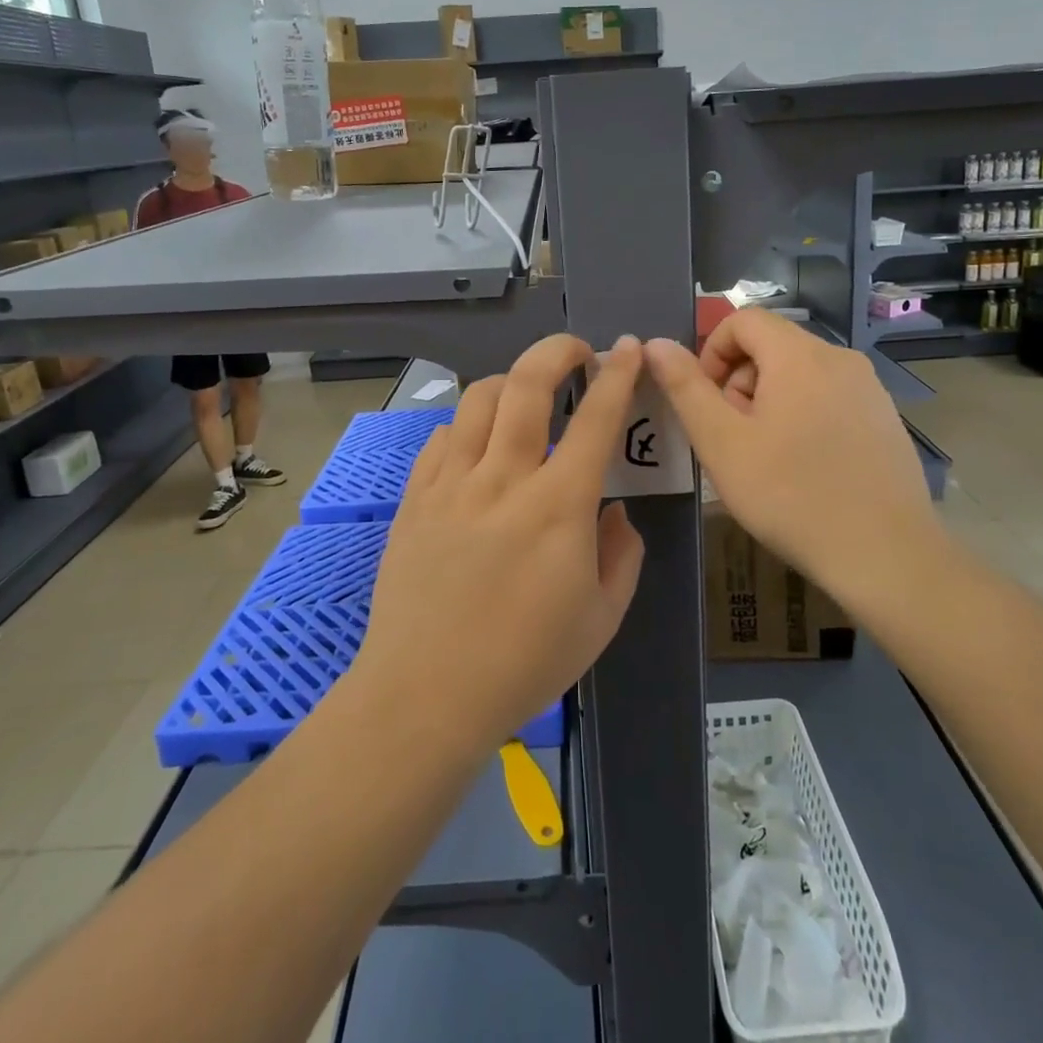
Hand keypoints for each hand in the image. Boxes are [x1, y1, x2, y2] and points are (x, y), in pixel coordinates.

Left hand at [354, 334, 645, 758]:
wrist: (426, 695)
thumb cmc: (524, 662)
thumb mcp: (601, 618)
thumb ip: (621, 554)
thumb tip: (612, 511)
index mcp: (558, 505)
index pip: (595, 419)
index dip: (618, 375)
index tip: (627, 348)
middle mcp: (503, 478)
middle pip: (526, 384)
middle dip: (557, 351)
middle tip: (575, 352)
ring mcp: (451, 484)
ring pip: (478, 399)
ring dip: (509, 382)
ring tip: (525, 397)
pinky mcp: (415, 498)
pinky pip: (442, 437)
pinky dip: (467, 426)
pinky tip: (476, 446)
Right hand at [644, 309, 942, 612]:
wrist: (885, 554)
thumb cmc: (790, 495)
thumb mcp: (721, 442)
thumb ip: (685, 387)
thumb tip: (656, 343)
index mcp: (799, 355)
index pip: (742, 320)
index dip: (712, 352)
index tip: (706, 402)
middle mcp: (840, 357)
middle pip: (772, 346)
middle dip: (739, 381)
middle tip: (733, 437)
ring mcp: (869, 388)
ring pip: (801, 373)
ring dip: (769, 401)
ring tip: (766, 458)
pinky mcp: (885, 418)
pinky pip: (830, 397)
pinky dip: (803, 415)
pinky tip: (805, 468)